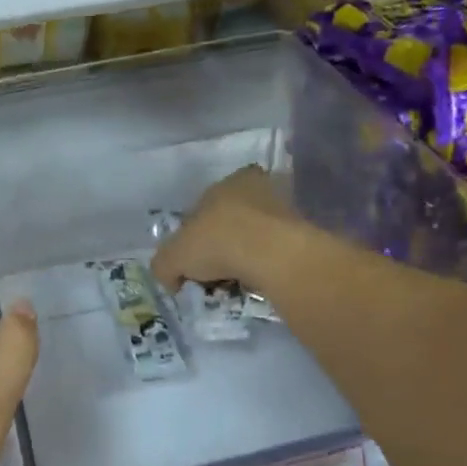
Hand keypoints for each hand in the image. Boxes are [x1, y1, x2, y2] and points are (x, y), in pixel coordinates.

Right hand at [152, 165, 312, 295]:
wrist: (273, 255)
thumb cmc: (218, 242)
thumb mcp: (172, 257)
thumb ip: (164, 266)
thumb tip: (171, 280)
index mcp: (228, 181)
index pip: (202, 209)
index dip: (192, 238)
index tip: (190, 263)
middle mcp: (258, 188)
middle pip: (229, 223)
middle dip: (219, 248)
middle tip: (212, 275)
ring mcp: (285, 210)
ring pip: (253, 239)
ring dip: (242, 259)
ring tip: (234, 284)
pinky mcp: (302, 234)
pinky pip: (272, 254)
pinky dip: (262, 268)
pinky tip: (254, 284)